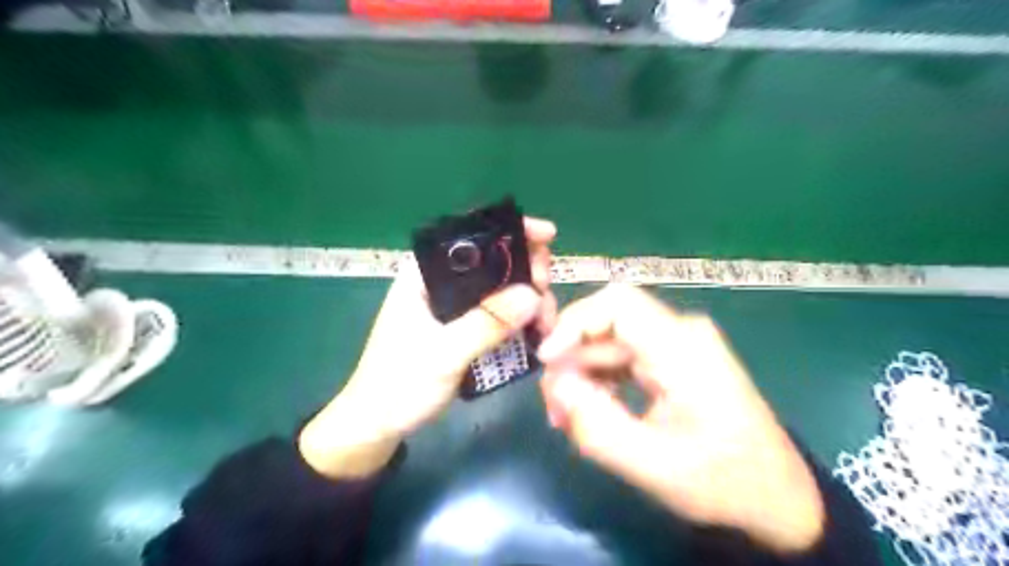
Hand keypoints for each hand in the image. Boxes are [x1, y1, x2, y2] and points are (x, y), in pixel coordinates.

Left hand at [300, 216, 559, 476]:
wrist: (379, 424)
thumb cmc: (399, 384)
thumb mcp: (443, 354)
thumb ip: (486, 324)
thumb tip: (533, 295)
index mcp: (425, 275)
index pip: (472, 238)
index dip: (511, 231)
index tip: (547, 236)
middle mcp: (441, 283)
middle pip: (493, 262)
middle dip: (527, 270)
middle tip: (546, 291)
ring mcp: (454, 307)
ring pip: (501, 289)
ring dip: (528, 298)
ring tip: (546, 322)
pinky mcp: (463, 327)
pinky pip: (499, 314)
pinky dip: (520, 319)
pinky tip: (537, 331)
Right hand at [540, 285, 822, 553]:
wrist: (778, 497)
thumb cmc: (724, 482)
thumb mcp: (655, 466)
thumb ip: (596, 426)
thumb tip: (553, 384)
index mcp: (683, 347)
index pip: (617, 303)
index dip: (574, 322)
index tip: (547, 361)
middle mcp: (680, 333)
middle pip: (607, 325)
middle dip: (572, 361)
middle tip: (555, 408)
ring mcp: (678, 345)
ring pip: (611, 343)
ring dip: (584, 375)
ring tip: (569, 418)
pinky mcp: (673, 360)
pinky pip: (623, 358)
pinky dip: (602, 381)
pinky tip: (595, 412)